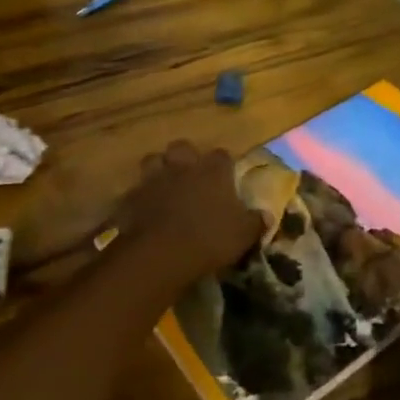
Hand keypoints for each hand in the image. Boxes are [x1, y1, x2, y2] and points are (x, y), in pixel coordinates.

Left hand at [112, 141, 262, 286]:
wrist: (160, 252)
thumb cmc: (209, 238)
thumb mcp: (243, 235)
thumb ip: (256, 222)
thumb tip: (267, 216)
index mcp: (212, 171)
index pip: (222, 155)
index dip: (224, 165)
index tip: (226, 178)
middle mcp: (183, 166)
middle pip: (182, 147)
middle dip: (186, 157)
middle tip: (191, 175)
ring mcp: (154, 178)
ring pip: (154, 160)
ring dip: (159, 170)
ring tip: (165, 186)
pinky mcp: (132, 196)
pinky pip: (136, 189)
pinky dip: (141, 196)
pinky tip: (146, 209)